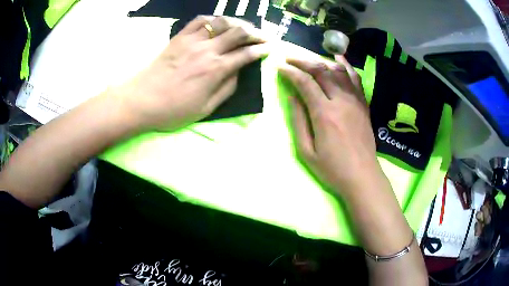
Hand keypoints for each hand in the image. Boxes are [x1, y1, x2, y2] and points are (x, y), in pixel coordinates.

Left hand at [114, 16, 268, 131]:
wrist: (141, 101)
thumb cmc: (173, 110)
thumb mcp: (205, 109)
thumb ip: (226, 89)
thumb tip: (238, 73)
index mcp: (216, 69)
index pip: (246, 54)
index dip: (261, 50)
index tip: (269, 48)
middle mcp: (208, 50)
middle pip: (238, 32)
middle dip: (255, 32)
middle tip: (262, 36)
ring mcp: (192, 40)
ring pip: (221, 22)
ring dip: (237, 22)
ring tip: (243, 27)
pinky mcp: (179, 37)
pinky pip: (199, 20)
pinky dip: (213, 19)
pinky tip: (217, 23)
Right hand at [279, 56, 383, 197]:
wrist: (362, 176)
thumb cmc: (332, 169)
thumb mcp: (306, 151)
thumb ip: (298, 120)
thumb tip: (291, 96)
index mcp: (324, 114)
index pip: (305, 83)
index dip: (290, 72)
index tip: (279, 66)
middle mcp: (341, 101)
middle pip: (321, 71)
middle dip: (303, 61)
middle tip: (290, 58)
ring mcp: (355, 101)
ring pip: (338, 71)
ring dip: (321, 61)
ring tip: (309, 58)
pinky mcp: (363, 104)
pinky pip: (355, 79)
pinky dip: (346, 65)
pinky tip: (338, 57)